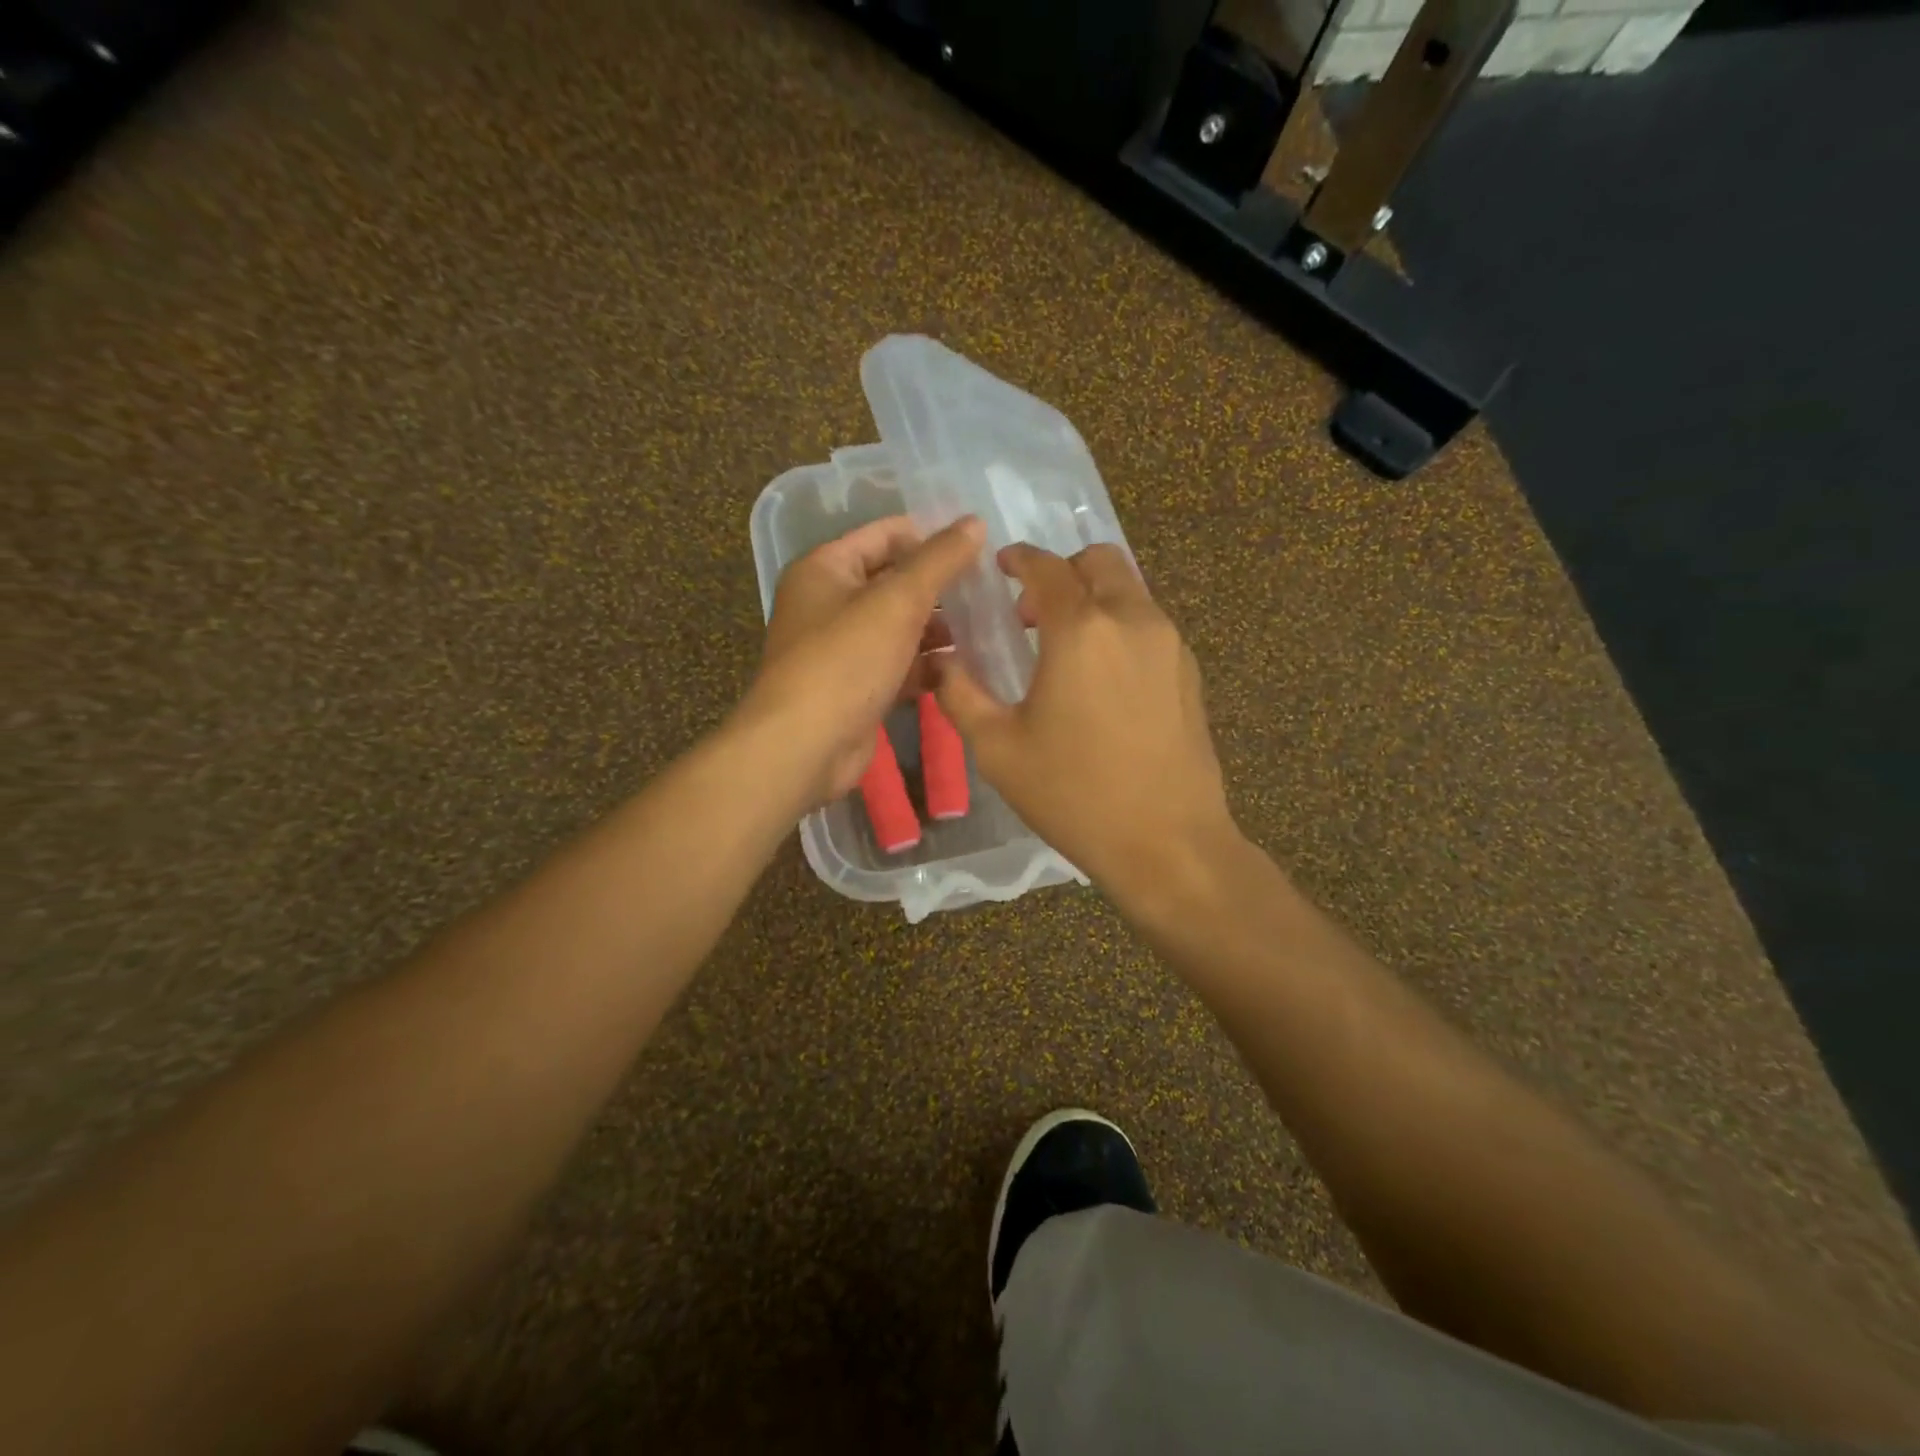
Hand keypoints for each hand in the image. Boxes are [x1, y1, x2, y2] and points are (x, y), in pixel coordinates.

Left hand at [745, 515, 985, 808]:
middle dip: (939, 588)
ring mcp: (842, 650)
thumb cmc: (846, 660)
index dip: (929, 535)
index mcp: (826, 569)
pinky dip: (927, 666)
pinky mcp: (857, 689)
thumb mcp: (898, 601)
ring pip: (899, 628)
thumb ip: (939, 560)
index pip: (884, 535)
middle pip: (894, 583)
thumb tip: (974, 522)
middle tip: (990, 591)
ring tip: (987, 629)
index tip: (978, 547)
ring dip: (938, 630)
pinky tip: (963, 668)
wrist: (805, 746)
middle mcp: (829, 604)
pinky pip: (899, 666)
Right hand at [934, 542, 1237, 903]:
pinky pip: (1150, 624)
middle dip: (1062, 571)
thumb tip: (939, 662)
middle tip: (1031, 612)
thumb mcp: (998, 749)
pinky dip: (1120, 626)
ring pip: (1130, 590)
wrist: (1167, 842)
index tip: (1002, 567)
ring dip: (1094, 597)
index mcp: (1081, 629)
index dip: (1020, 559)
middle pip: (1099, 561)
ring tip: (1066, 647)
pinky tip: (1103, 677)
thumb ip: (961, 695)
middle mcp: (1132, 620)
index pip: (1047, 567)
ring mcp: (1170, 644)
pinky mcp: (1190, 672)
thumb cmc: (1074, 795)